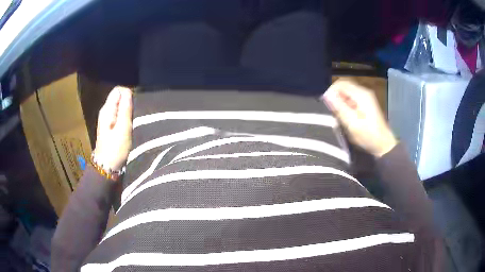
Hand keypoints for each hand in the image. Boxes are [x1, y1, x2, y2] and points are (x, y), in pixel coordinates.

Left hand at [93, 86, 132, 171]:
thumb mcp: (123, 129)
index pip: (118, 90)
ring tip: (133, 121)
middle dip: (128, 102)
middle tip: (134, 115)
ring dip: (127, 110)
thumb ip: (125, 109)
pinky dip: (125, 117)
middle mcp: (106, 111)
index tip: (134, 106)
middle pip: (118, 97)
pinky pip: (119, 114)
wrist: (107, 167)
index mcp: (107, 110)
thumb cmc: (116, 149)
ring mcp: (107, 119)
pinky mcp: (110, 126)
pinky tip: (129, 125)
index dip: (128, 94)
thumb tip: (128, 91)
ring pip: (119, 106)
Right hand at [321, 79, 396, 157]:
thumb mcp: (352, 123)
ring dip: (340, 101)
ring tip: (337, 114)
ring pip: (347, 92)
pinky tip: (345, 115)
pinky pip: (352, 98)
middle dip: (335, 96)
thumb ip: (339, 107)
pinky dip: (346, 104)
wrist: (383, 144)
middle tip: (331, 110)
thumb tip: (327, 95)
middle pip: (344, 86)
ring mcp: (366, 97)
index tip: (326, 104)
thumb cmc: (368, 135)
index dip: (331, 91)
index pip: (340, 84)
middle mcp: (364, 92)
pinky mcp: (366, 103)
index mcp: (361, 94)